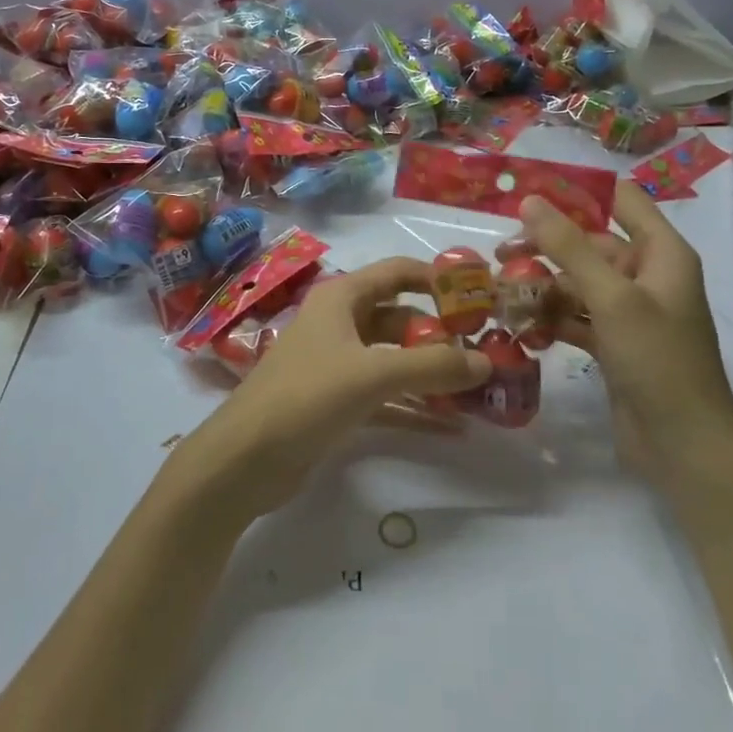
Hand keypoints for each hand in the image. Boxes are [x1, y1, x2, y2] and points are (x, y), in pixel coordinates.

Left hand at [167, 258, 491, 520]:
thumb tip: (487, 361)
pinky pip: (386, 396)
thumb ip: (431, 366)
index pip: (398, 272)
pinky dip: (414, 406)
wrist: (245, 459)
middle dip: (441, 334)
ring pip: (394, 358)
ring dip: (431, 373)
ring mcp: (337, 364)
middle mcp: (339, 323)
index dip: (438, 279)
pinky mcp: (336, 402)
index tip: (480, 296)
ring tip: (477, 391)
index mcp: (341, 298)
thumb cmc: (306, 396)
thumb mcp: (372, 375)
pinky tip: (451, 427)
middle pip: (400, 318)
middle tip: (487, 352)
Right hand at [512, 183, 732, 478]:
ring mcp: (631, 312)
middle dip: (547, 246)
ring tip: (501, 293)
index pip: (621, 200)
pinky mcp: (614, 342)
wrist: (684, 446)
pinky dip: (551, 317)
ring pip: (579, 282)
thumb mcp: (612, 297)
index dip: (579, 190)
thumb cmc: (657, 360)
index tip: (529, 191)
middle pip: (591, 243)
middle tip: (500, 254)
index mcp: (662, 253)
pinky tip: (520, 324)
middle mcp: (648, 276)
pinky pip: (577, 316)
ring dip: (543, 285)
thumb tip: (531, 201)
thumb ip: (570, 247)